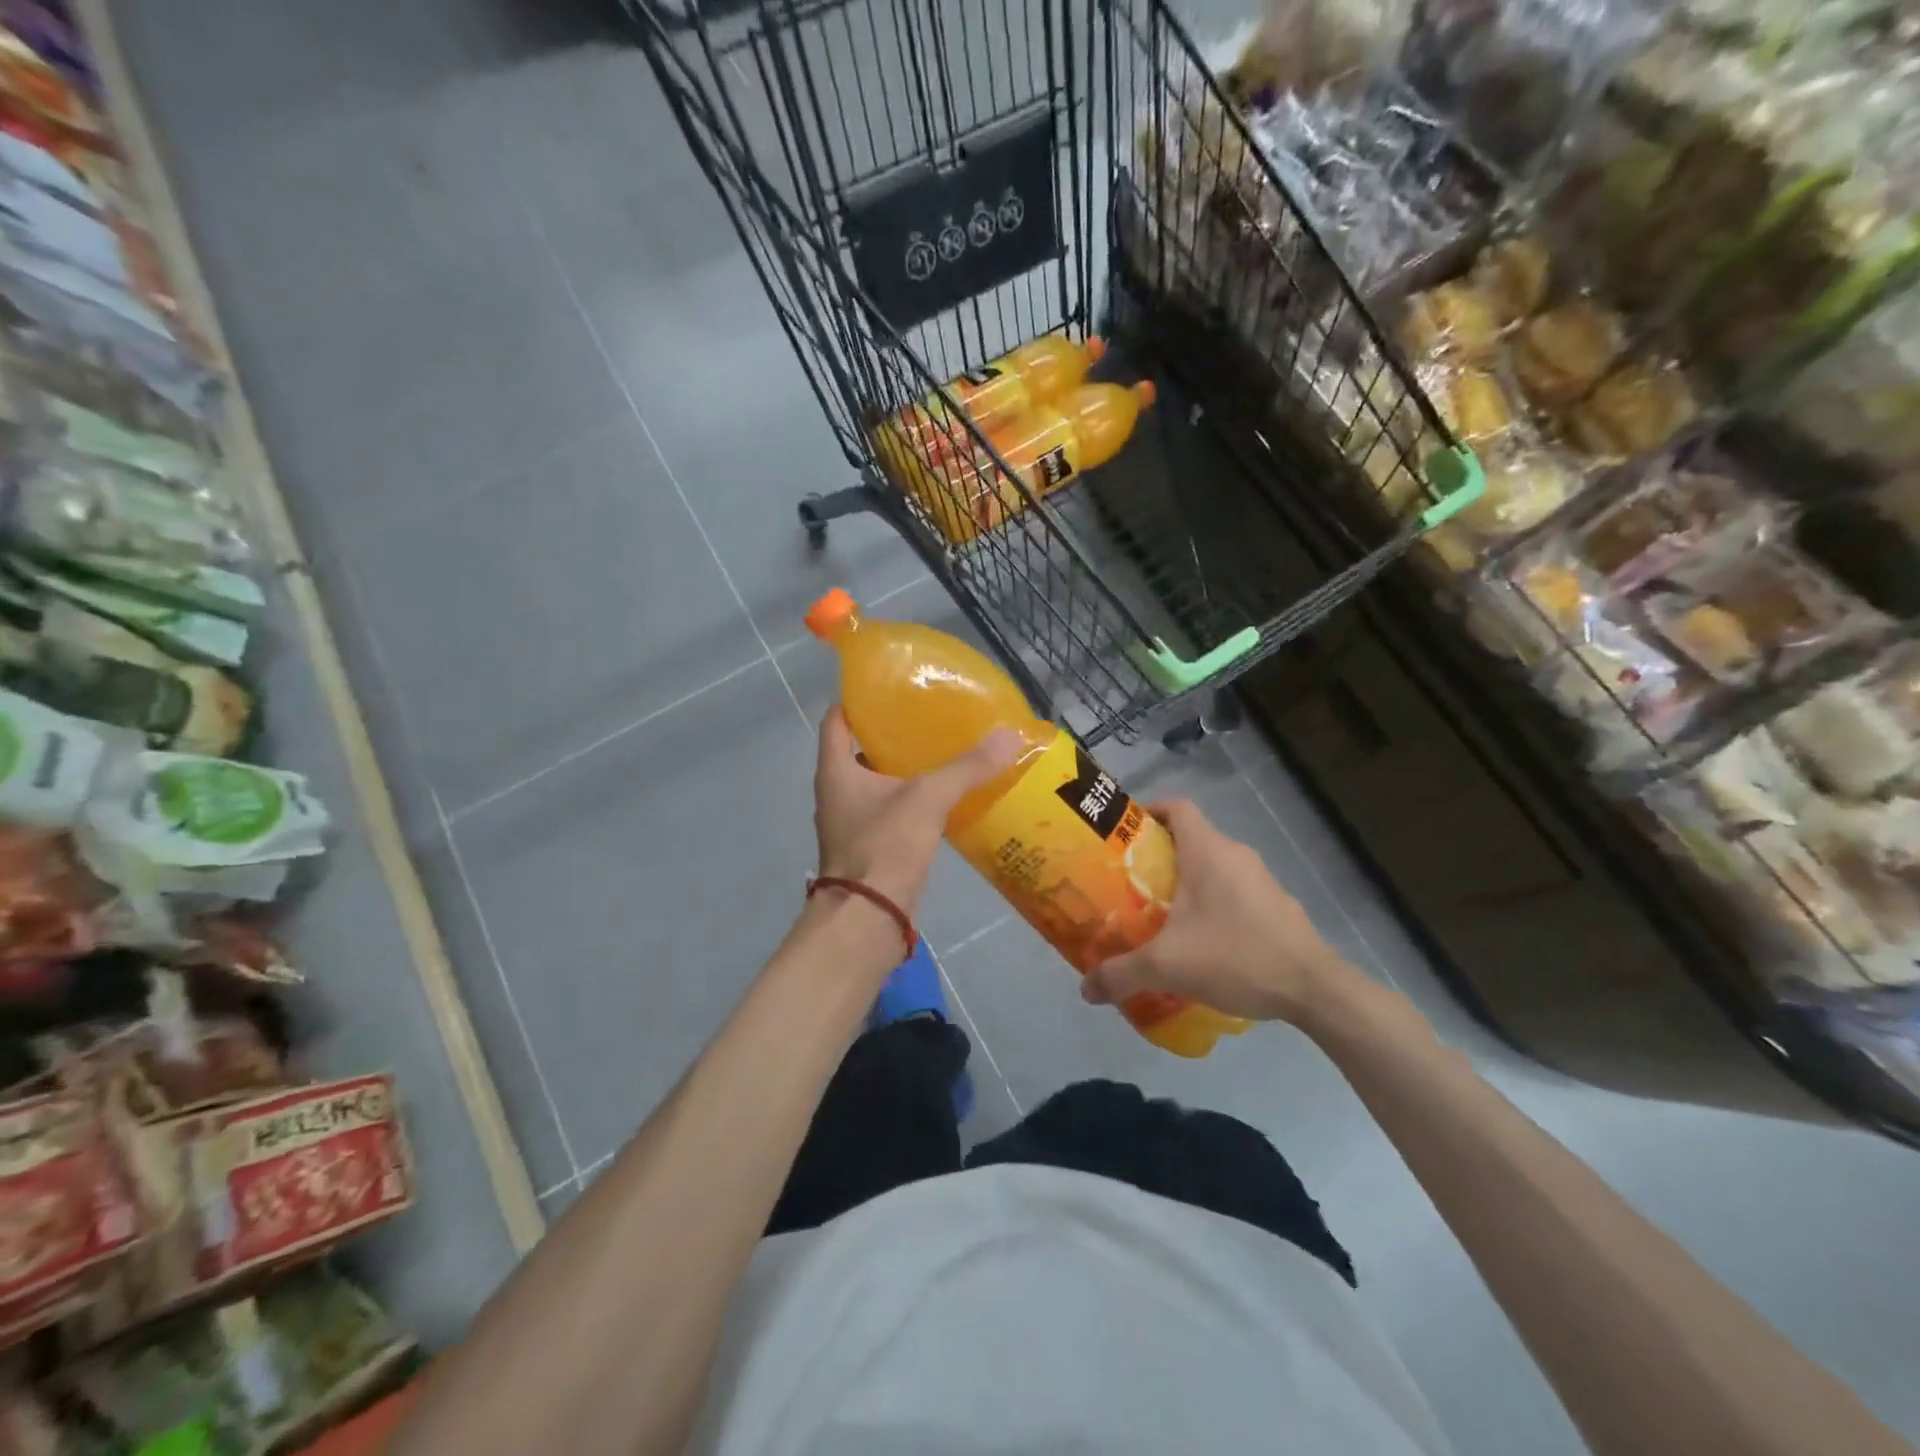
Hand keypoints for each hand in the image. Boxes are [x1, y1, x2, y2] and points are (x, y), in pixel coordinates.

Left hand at [812, 706, 1021, 911]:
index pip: (836, 719)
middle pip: (859, 749)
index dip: (858, 698)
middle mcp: (836, 792)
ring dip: (902, 769)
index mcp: (835, 770)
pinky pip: (889, 811)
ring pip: (876, 782)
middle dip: (891, 733)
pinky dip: (911, 800)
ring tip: (941, 751)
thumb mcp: (928, 799)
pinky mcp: (869, 846)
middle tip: (927, 716)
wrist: (868, 920)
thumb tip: (1009, 735)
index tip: (889, 685)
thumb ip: (967, 767)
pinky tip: (944, 797)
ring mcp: (850, 822)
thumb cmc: (884, 847)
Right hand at [1081, 799, 1351, 1023]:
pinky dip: (1213, 904)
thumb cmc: (1236, 957)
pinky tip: (1202, 942)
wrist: (1314, 990)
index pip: (1177, 807)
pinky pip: (1234, 891)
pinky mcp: (1277, 906)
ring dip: (1187, 883)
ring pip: (1214, 867)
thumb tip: (1085, 989)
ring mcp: (1261, 880)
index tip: (1123, 833)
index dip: (1149, 811)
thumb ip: (1121, 974)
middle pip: (1191, 838)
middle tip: (1129, 885)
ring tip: (1160, 916)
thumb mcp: (1167, 967)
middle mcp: (1236, 855)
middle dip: (1158, 856)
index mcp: (1208, 852)